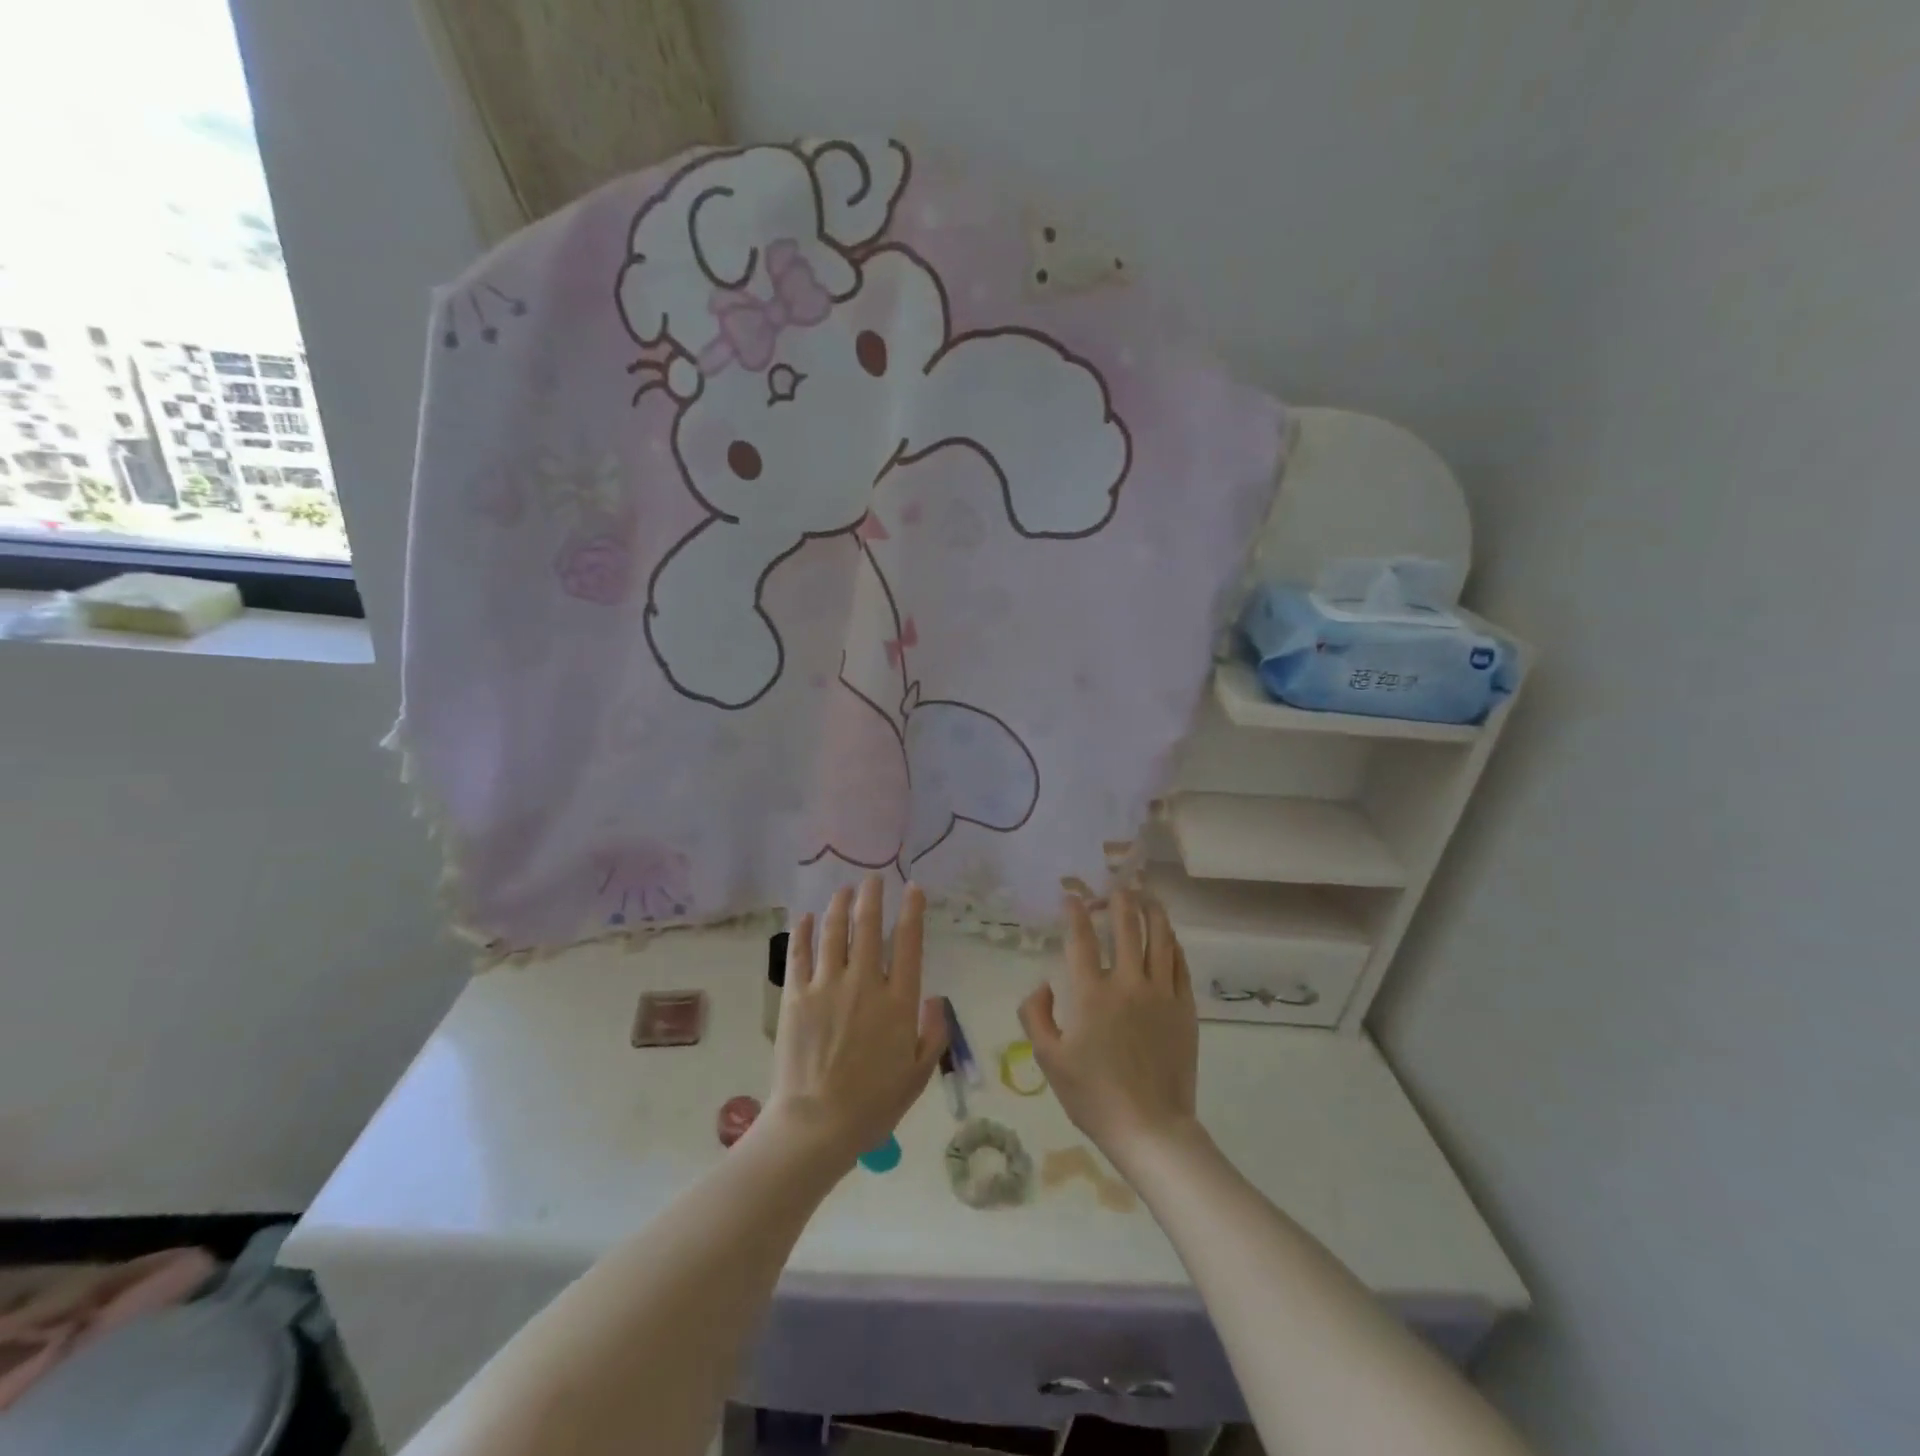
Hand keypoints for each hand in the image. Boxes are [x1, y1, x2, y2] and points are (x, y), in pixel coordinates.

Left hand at [764, 876, 946, 1166]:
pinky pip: (799, 954)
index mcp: (897, 1001)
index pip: (907, 943)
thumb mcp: (918, 1075)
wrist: (817, 1124)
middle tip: (873, 878)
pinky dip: (804, 931)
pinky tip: (807, 917)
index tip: (912, 888)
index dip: (911, 911)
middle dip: (872, 896)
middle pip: (868, 927)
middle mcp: (864, 983)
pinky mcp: (796, 996)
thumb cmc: (873, 1105)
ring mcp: (826, 986)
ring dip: (840, 905)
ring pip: (834, 932)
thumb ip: (933, 1034)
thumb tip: (935, 999)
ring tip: (843, 889)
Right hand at [1019, 889, 1199, 1164]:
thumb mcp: (1049, 1059)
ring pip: (1159, 937)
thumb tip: (1042, 983)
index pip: (1081, 939)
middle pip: (1125, 926)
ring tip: (1146, 894)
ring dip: (1151, 910)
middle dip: (1118, 898)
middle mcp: (1127, 983)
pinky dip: (1172, 942)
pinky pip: (1179, 963)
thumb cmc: (1093, 1095)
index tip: (1071, 895)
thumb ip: (1035, 1015)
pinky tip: (1167, 934)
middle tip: (1114, 884)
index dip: (1075, 912)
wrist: (1150, 1128)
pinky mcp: (1184, 1007)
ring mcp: (1161, 993)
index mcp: (1091, 994)